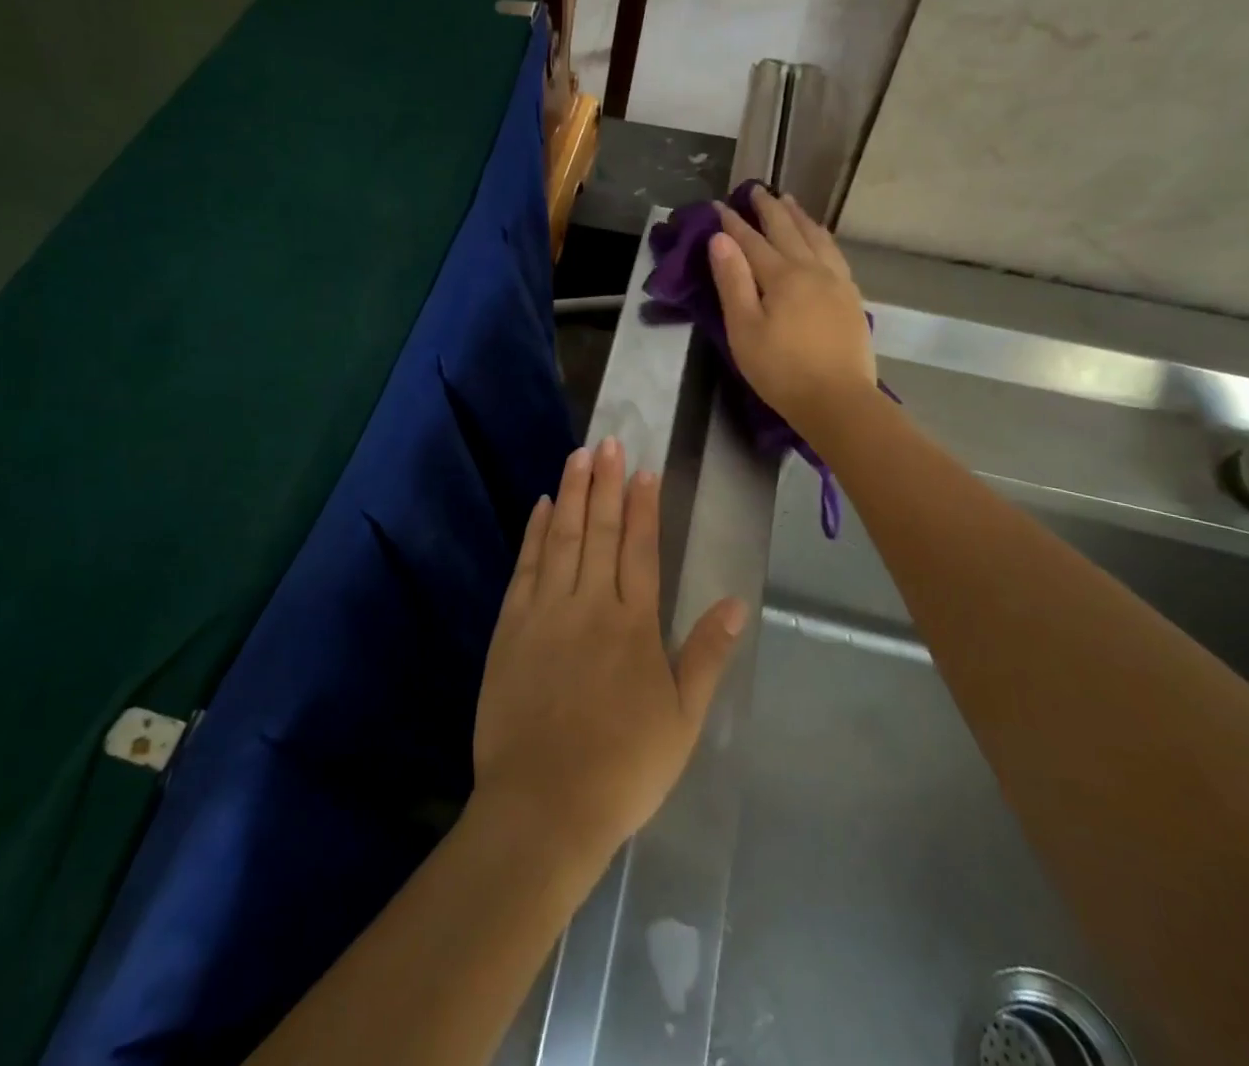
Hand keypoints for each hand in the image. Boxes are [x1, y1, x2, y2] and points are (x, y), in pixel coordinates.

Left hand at [473, 440, 747, 861]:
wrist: (544, 806)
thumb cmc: (623, 767)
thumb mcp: (682, 719)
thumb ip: (707, 655)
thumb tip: (737, 603)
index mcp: (634, 625)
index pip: (640, 548)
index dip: (643, 505)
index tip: (644, 469)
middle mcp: (589, 605)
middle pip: (600, 531)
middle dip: (606, 483)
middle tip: (608, 441)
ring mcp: (545, 612)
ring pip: (562, 538)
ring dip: (572, 493)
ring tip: (578, 455)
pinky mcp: (511, 627)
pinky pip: (526, 567)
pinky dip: (535, 532)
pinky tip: (542, 506)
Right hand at [708, 189, 878, 439]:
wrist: (838, 400)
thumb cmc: (781, 370)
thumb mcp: (744, 329)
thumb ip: (732, 282)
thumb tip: (720, 240)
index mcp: (782, 276)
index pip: (751, 241)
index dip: (733, 222)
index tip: (718, 204)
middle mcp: (812, 269)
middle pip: (787, 230)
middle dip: (768, 208)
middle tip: (756, 189)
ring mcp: (837, 281)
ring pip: (816, 237)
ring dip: (798, 217)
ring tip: (788, 202)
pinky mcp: (851, 297)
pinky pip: (834, 253)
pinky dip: (822, 236)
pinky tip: (820, 238)